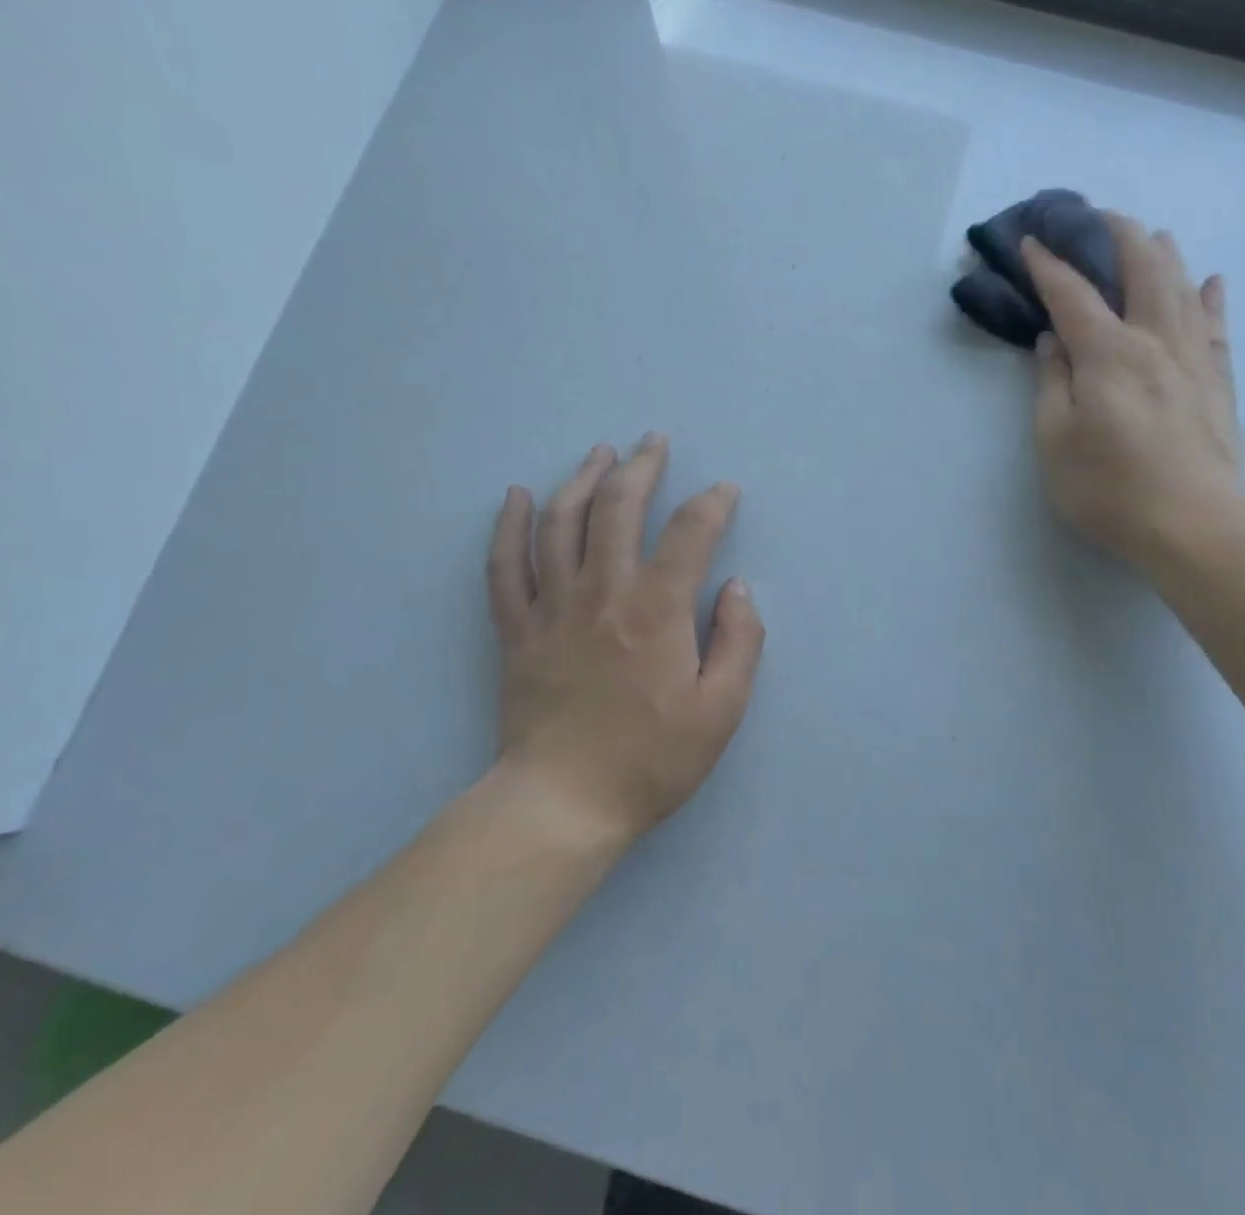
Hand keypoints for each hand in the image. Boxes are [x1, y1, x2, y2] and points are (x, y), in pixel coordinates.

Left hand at [484, 435, 765, 844]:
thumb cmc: (651, 759)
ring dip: (582, 479)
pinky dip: (508, 525)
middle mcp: (603, 592)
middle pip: (619, 508)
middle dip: (641, 467)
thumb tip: (735, 587)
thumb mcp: (722, 710)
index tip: (724, 491)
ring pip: (561, 522)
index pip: (690, 533)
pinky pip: (504, 565)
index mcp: (657, 610)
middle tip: (654, 441)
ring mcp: (552, 607)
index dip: (712, 503)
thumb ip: (740, 641)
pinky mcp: (516, 629)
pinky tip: (516, 495)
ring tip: (600, 452)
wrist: (563, 804)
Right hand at [1023, 215, 1243, 577]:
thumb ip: (1051, 383)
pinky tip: (1211, 281)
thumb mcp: (1055, 440)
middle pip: (1141, 269)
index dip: (1048, 265)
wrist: (1195, 525)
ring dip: (1164, 254)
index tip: (1031, 241)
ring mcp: (1193, 359)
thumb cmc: (1110, 487)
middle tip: (1096, 217)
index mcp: (1108, 353)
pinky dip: (1211, 298)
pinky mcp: (1218, 383)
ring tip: (1152, 233)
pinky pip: (1215, 327)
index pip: (1072, 295)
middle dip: (1116, 235)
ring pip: (1182, 288)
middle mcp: (1155, 341)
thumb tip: (1053, 341)